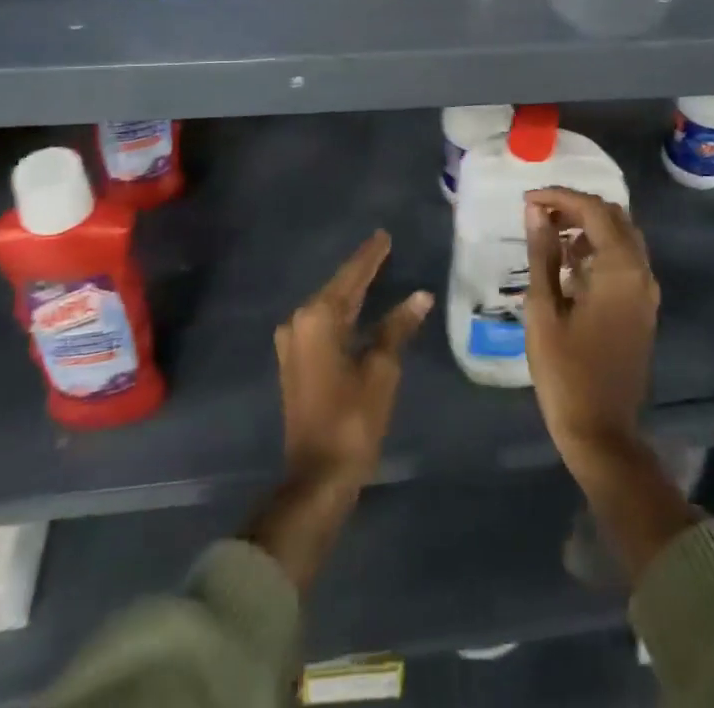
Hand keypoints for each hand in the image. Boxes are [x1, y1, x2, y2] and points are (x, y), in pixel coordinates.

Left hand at [274, 229, 431, 491]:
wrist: (316, 477)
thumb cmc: (352, 420)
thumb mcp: (381, 371)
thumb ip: (397, 328)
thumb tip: (420, 296)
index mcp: (318, 318)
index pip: (351, 277)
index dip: (370, 256)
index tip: (383, 235)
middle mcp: (299, 322)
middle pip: (337, 288)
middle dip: (361, 270)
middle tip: (384, 249)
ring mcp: (292, 343)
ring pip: (329, 306)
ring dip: (351, 291)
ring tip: (376, 271)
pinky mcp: (295, 361)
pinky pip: (322, 323)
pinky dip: (343, 312)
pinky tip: (359, 308)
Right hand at [524, 187, 659, 475]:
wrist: (601, 431)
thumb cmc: (565, 371)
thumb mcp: (543, 308)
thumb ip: (543, 253)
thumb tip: (536, 211)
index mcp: (620, 270)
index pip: (594, 211)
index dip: (560, 197)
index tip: (527, 200)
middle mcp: (641, 273)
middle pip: (614, 217)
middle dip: (576, 206)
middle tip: (538, 212)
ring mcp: (646, 292)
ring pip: (622, 236)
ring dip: (588, 225)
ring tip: (549, 231)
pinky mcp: (642, 308)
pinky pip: (625, 260)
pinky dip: (599, 248)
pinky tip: (568, 260)